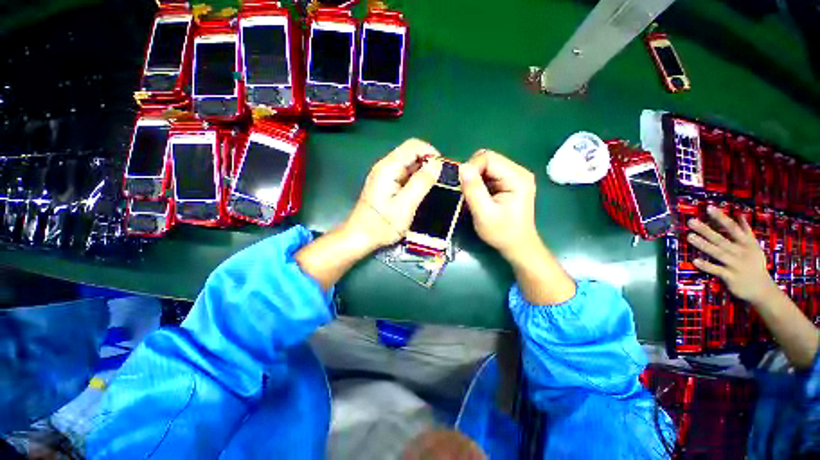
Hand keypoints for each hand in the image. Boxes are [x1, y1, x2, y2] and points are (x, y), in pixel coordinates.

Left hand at [343, 138, 442, 251]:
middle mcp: (385, 166)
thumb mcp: (406, 205)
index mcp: (389, 167)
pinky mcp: (385, 183)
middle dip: (428, 162)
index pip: (414, 146)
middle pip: (411, 152)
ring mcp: (384, 174)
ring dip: (422, 171)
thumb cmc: (382, 224)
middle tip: (439, 180)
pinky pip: (404, 173)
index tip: (443, 169)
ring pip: (408, 163)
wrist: (360, 236)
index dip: (431, 153)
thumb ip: (421, 183)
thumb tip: (437, 164)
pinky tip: (420, 191)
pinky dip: (415, 178)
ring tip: (432, 186)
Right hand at [459, 149, 538, 261]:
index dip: (471, 168)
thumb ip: (474, 190)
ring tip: (473, 196)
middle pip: (487, 159)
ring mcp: (513, 176)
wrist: (517, 245)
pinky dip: (478, 183)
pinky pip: (487, 174)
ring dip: (474, 179)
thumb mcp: (484, 214)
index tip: (463, 186)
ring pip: (485, 166)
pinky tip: (479, 196)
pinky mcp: (507, 182)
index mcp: (517, 177)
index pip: (488, 158)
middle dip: (472, 173)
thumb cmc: (502, 233)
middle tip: (467, 192)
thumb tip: (462, 167)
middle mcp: (517, 171)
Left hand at [687, 206, 777, 303]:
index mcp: (746, 244)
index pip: (732, 228)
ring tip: (689, 236)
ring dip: (703, 245)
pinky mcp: (731, 277)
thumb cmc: (755, 265)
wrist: (762, 290)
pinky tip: (695, 261)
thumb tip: (739, 215)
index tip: (708, 208)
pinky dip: (706, 266)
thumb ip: (746, 231)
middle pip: (721, 239)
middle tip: (690, 221)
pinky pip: (717, 270)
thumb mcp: (754, 246)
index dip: (721, 218)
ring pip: (717, 253)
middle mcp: (741, 252)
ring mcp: (735, 265)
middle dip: (706, 230)